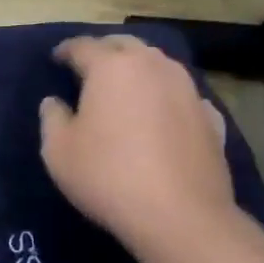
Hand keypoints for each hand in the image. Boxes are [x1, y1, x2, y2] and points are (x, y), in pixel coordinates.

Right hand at [38, 35, 237, 262]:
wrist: (181, 216)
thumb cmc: (108, 175)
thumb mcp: (58, 150)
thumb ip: (52, 118)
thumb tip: (54, 102)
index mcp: (111, 67)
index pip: (83, 46)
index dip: (66, 50)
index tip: (56, 58)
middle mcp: (153, 66)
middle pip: (125, 45)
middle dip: (105, 51)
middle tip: (90, 66)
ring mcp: (188, 90)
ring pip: (158, 65)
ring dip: (138, 69)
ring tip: (125, 87)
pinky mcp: (211, 118)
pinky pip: (183, 95)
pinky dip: (167, 98)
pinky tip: (162, 114)